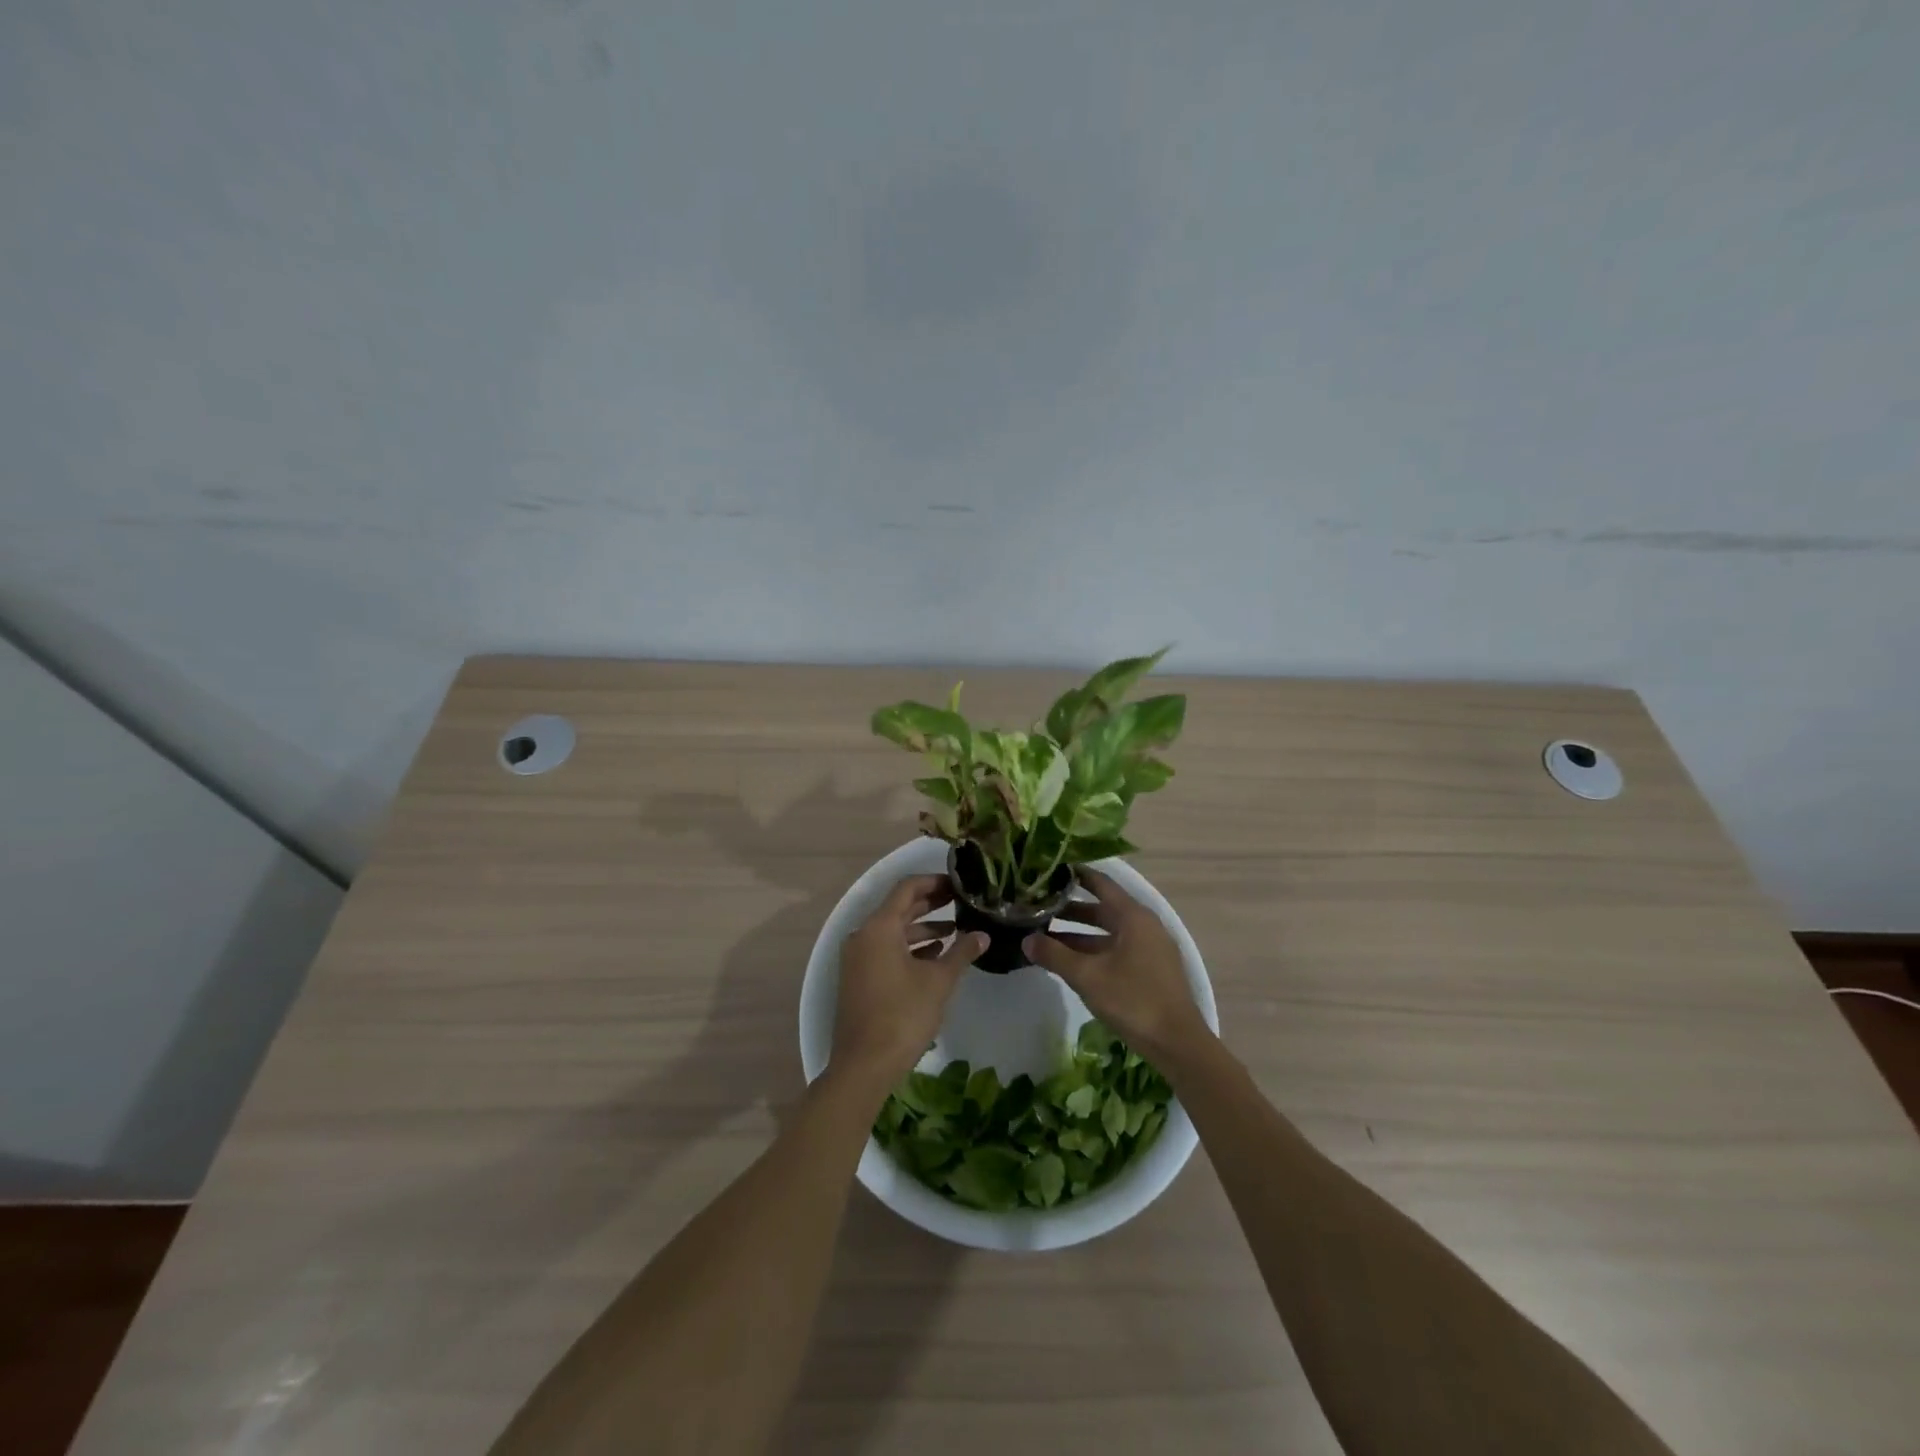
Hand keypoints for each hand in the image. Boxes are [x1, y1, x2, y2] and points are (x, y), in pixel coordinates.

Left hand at [834, 875, 984, 1092]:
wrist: (864, 1065)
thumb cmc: (903, 1015)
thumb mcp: (939, 981)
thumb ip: (961, 952)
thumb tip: (983, 935)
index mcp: (879, 928)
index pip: (907, 888)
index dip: (933, 882)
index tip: (959, 884)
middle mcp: (863, 936)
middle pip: (899, 908)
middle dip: (930, 904)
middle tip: (961, 902)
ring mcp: (858, 958)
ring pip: (893, 932)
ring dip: (922, 929)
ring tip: (955, 931)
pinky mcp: (859, 978)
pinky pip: (885, 951)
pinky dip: (909, 948)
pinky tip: (935, 957)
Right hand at [1024, 868, 1211, 1066]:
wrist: (1178, 1043)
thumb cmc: (1133, 1000)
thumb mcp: (1087, 976)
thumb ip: (1054, 955)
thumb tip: (1025, 940)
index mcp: (1133, 916)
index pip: (1100, 883)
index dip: (1076, 875)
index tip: (1050, 870)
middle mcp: (1144, 925)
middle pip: (1102, 909)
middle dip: (1070, 909)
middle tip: (1038, 907)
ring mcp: (1150, 948)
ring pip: (1108, 932)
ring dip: (1079, 934)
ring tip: (1046, 937)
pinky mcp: (1151, 969)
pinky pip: (1117, 949)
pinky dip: (1094, 950)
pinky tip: (1072, 963)